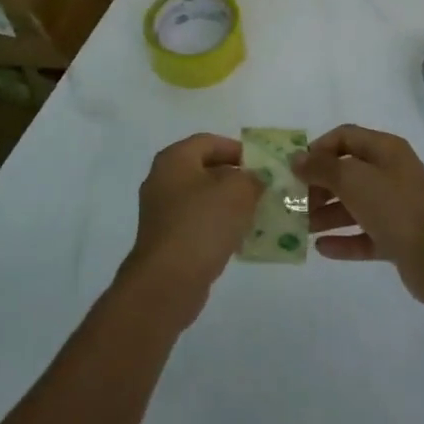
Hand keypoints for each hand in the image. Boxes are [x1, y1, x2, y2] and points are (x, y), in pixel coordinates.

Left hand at [119, 134, 263, 328]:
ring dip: (228, 204)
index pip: (208, 142)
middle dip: (235, 178)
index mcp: (174, 159)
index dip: (237, 149)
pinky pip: (198, 223)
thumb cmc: (202, 224)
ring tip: (256, 214)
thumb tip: (254, 179)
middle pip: (205, 170)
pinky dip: (218, 226)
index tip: (261, 164)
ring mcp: (162, 212)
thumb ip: (251, 178)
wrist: (168, 281)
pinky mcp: (167, 240)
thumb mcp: (238, 192)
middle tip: (262, 189)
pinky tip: (239, 239)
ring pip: (202, 199)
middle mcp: (163, 180)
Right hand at [294, 125, 423, 309]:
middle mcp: (391, 173)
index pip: (345, 136)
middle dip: (319, 186)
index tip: (297, 168)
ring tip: (300, 228)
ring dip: (327, 214)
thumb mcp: (354, 180)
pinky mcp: (398, 238)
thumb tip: (296, 158)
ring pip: (354, 205)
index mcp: (385, 150)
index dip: (319, 148)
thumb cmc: (396, 208)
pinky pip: (364, 235)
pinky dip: (344, 240)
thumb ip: (321, 168)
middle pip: (347, 172)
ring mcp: (396, 207)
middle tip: (294, 202)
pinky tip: (321, 248)